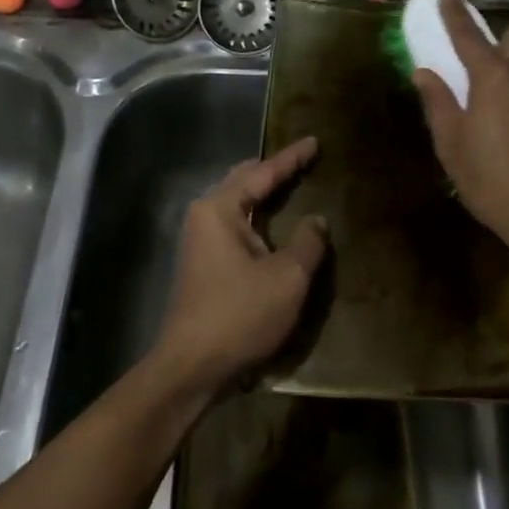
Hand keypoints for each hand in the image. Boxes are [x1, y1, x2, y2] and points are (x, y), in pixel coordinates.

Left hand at [151, 137, 327, 397]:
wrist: (192, 367)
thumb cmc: (240, 315)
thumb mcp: (287, 277)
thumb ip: (308, 242)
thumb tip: (316, 220)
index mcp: (220, 209)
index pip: (262, 172)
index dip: (292, 158)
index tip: (314, 141)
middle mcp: (205, 215)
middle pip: (244, 180)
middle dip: (274, 169)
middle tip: (305, 160)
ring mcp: (201, 239)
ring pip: (238, 201)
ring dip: (264, 192)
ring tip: (293, 182)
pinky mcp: (205, 261)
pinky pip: (236, 223)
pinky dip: (258, 214)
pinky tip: (276, 220)